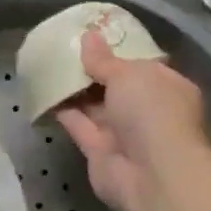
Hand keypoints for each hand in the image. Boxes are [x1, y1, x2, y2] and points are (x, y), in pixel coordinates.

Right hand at [56, 30, 209, 210]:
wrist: (151, 173)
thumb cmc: (151, 112)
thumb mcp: (128, 74)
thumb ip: (104, 60)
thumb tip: (89, 37)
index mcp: (167, 87)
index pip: (142, 66)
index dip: (119, 52)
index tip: (94, 38)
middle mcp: (147, 111)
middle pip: (116, 87)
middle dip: (94, 72)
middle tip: (64, 49)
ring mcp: (124, 134)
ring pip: (96, 107)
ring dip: (75, 90)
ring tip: (49, 65)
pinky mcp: (99, 151)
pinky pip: (79, 125)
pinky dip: (63, 111)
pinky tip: (43, 92)